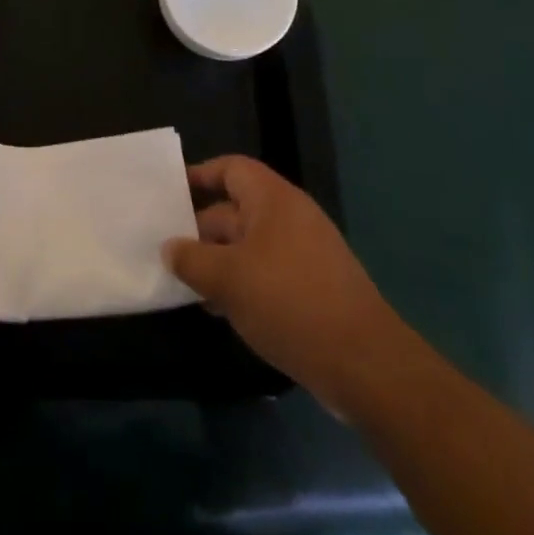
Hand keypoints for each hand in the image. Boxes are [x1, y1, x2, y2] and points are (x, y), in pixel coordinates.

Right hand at [164, 155, 391, 411]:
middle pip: (236, 209)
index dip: (201, 174)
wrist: (365, 365)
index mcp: (274, 200)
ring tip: (188, 286)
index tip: (171, 192)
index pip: (232, 169)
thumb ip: (191, 260)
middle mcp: (291, 218)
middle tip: (168, 250)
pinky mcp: (315, 289)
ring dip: (219, 262)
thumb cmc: (289, 302)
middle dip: (201, 230)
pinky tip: (222, 310)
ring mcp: (306, 255)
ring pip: (250, 246)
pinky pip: (268, 273)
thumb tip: (169, 247)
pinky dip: (243, 284)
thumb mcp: (228, 279)